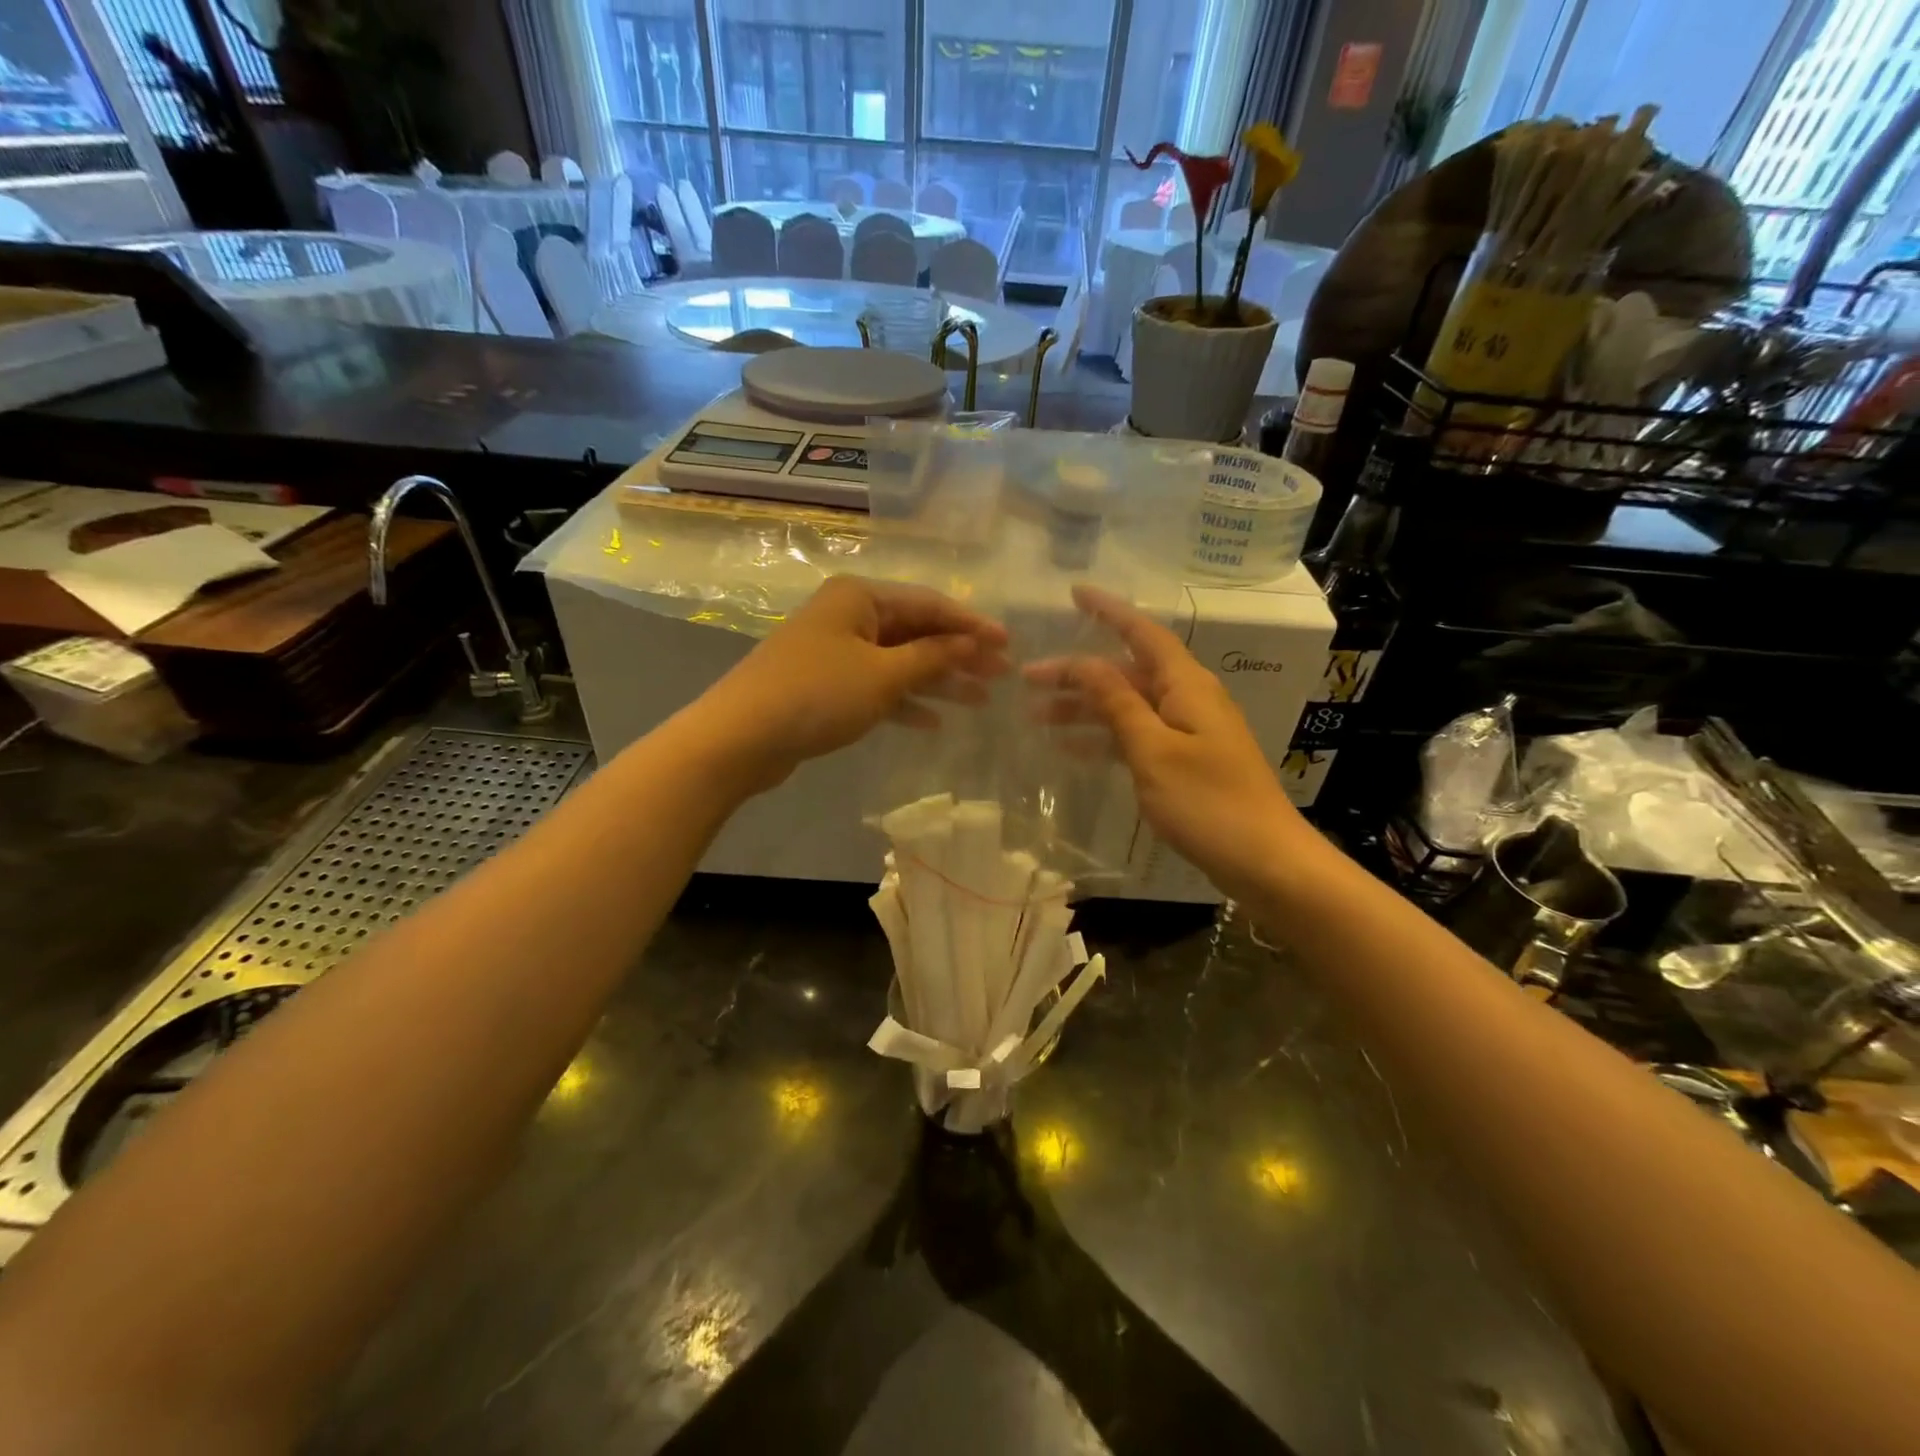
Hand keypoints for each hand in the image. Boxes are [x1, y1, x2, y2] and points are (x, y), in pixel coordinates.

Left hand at [692, 577, 1007, 790]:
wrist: (742, 737)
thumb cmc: (818, 693)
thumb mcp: (883, 675)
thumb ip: (932, 657)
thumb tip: (971, 643)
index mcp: (861, 598)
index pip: (930, 604)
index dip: (972, 625)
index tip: (1009, 645)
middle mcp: (849, 616)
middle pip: (917, 632)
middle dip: (959, 655)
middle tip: (1002, 677)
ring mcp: (836, 651)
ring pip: (899, 662)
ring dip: (939, 681)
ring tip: (980, 701)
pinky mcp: (827, 685)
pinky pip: (877, 687)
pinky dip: (905, 702)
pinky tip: (935, 722)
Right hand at [1028, 586, 1303, 899]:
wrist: (1265, 861)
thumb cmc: (1208, 802)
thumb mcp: (1153, 750)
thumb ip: (1117, 703)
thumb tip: (1084, 663)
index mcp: (1186, 685)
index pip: (1142, 634)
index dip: (1108, 611)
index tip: (1073, 593)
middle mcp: (1187, 699)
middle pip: (1126, 673)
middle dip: (1078, 672)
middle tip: (1028, 680)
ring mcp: (1187, 732)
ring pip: (1127, 707)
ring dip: (1085, 709)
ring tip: (1036, 718)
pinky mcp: (1185, 762)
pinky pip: (1136, 737)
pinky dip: (1104, 739)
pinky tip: (1071, 750)